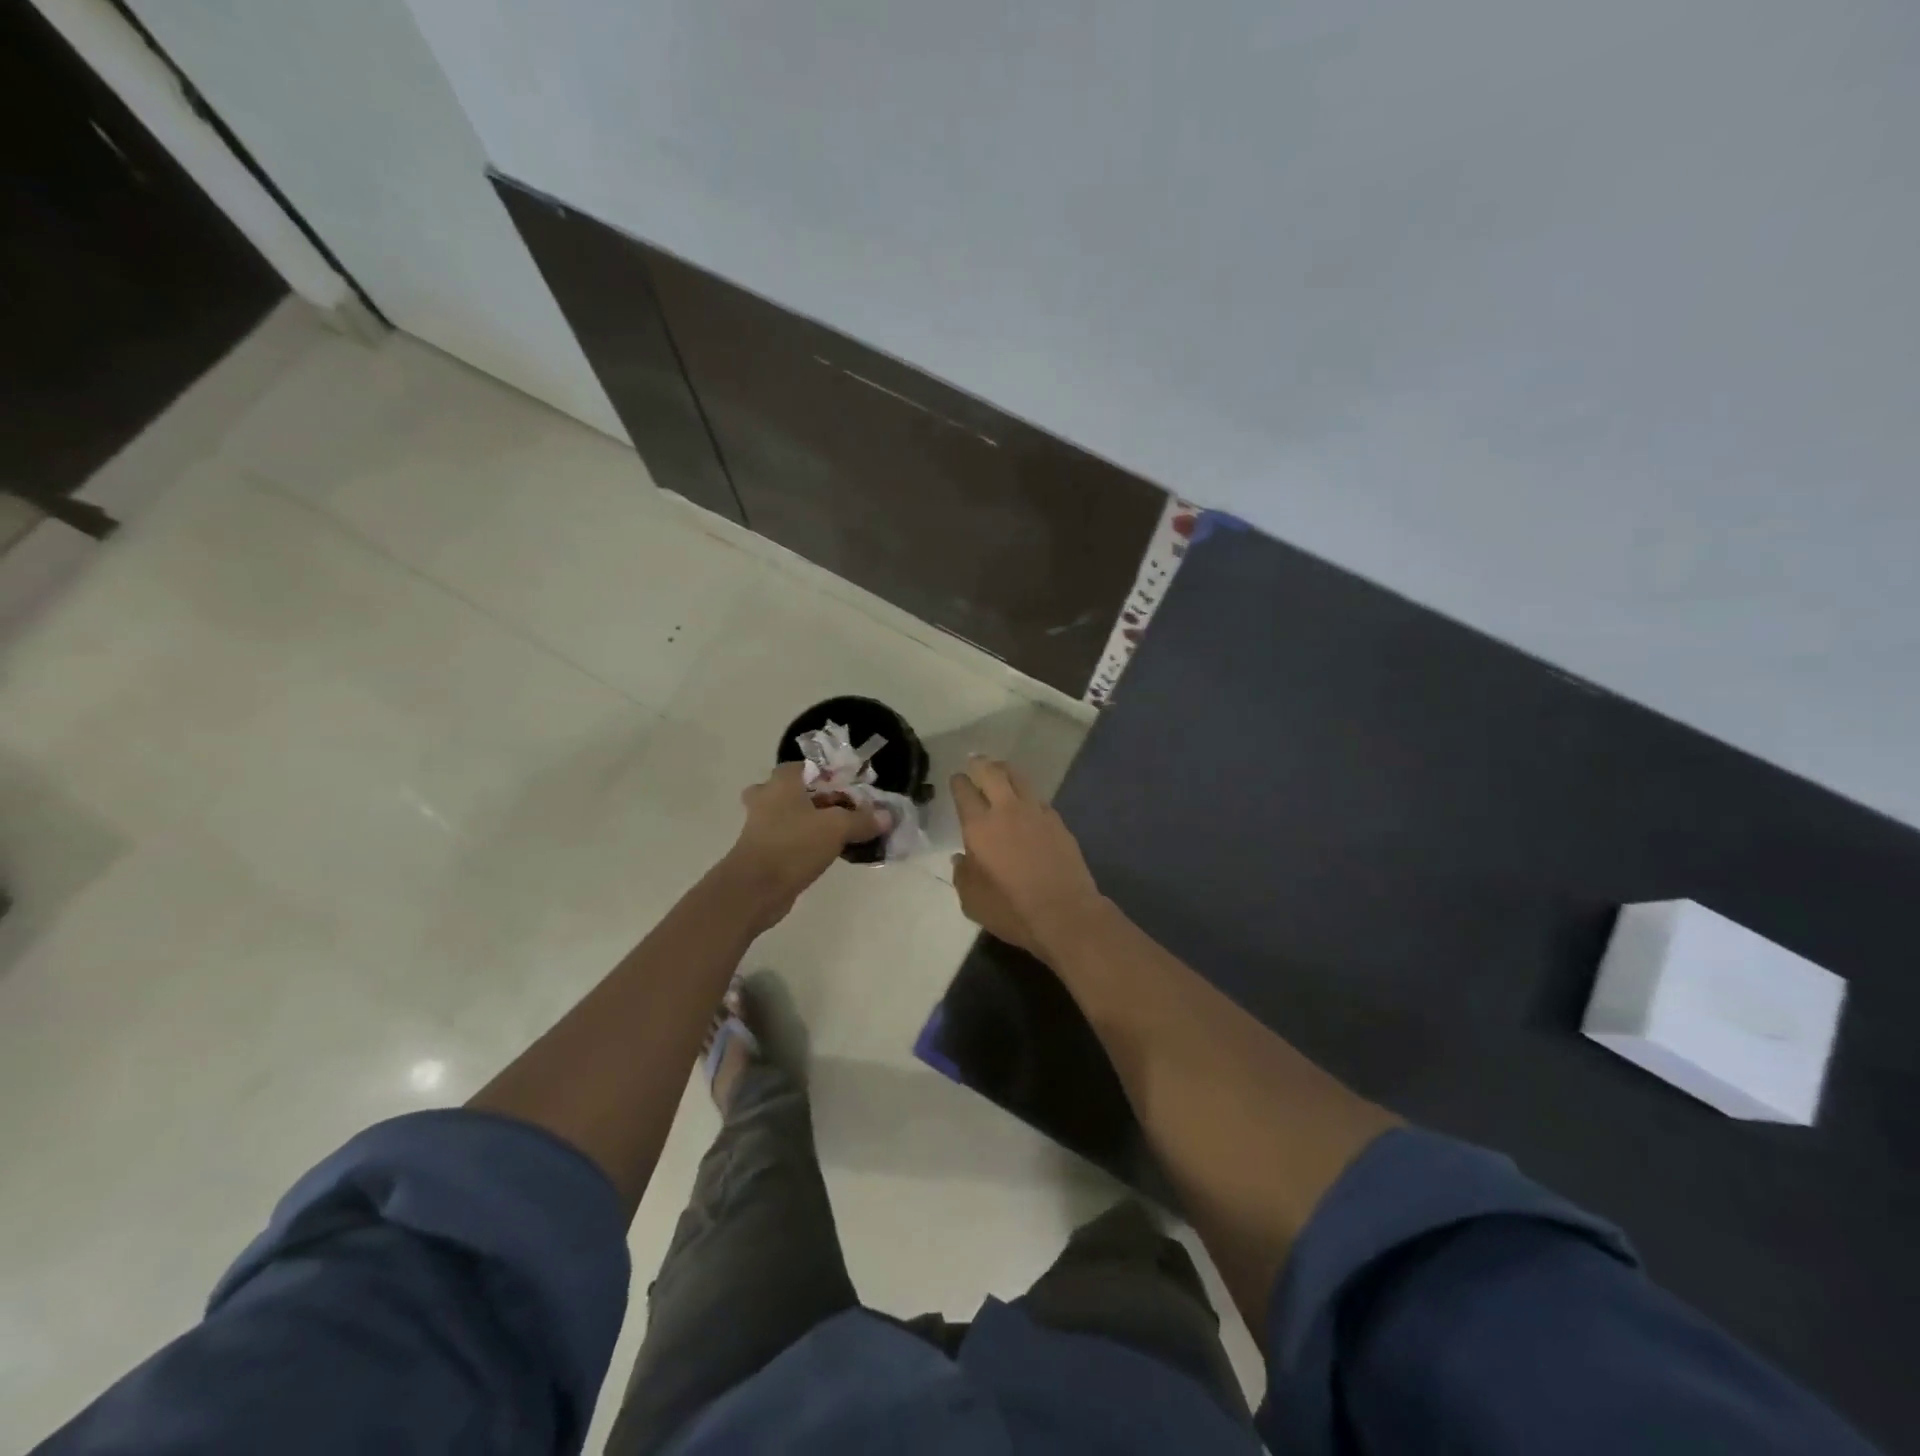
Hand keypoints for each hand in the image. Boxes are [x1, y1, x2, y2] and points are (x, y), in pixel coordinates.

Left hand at [724, 763, 887, 927]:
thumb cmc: (793, 845)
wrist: (754, 889)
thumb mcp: (837, 829)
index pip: (806, 766)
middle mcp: (766, 798)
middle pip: (794, 790)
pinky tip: (825, 854)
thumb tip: (886, 816)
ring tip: (838, 833)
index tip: (850, 789)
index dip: (829, 775)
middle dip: (816, 798)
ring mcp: (759, 826)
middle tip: (840, 809)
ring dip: (809, 822)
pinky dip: (802, 842)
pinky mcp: (760, 851)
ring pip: (788, 815)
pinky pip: (786, 838)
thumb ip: (862, 820)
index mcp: (782, 782)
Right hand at [950, 756, 1102, 956]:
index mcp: (979, 827)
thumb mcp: (972, 900)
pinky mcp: (1058, 822)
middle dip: (981, 764)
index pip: (964, 792)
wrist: (1064, 913)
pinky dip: (1028, 794)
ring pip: (1019, 778)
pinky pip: (1038, 798)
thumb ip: (963, 874)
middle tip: (975, 761)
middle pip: (992, 773)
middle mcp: (1007, 811)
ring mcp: (1036, 813)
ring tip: (1001, 770)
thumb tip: (962, 858)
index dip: (959, 782)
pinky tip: (1027, 802)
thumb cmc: (1011, 910)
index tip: (957, 778)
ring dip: (1006, 770)